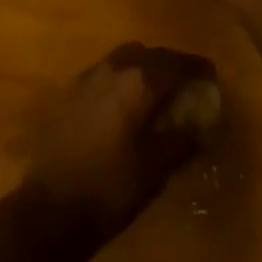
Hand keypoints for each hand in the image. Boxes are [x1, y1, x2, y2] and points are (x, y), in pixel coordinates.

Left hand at [21, 42, 216, 243]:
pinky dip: (124, 79)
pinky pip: (107, 72)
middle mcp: (114, 67)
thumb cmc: (110, 189)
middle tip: (185, 86)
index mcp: (139, 81)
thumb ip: (182, 140)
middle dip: (170, 65)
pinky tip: (127, 105)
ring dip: (145, 69)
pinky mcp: (72, 90)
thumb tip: (203, 126)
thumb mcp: (155, 169)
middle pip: (150, 54)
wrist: (50, 207)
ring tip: (157, 94)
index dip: (196, 67)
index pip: (176, 62)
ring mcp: (89, 75)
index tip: (211, 76)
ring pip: (126, 58)